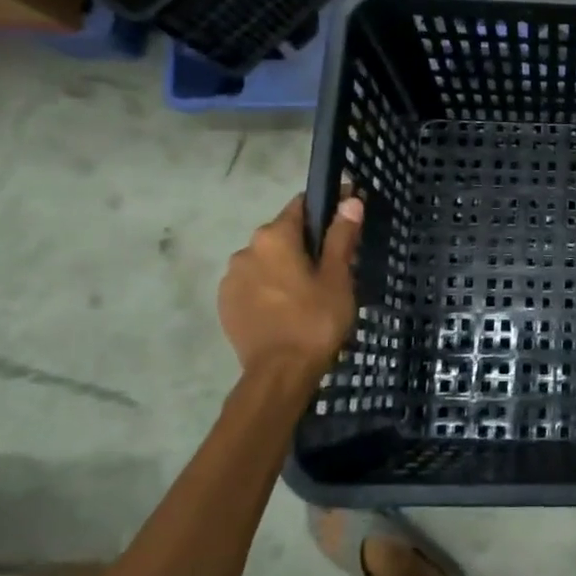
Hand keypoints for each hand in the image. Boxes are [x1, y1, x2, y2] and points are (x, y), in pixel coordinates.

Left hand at [218, 191, 364, 377]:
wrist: (279, 374)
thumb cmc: (315, 320)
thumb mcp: (338, 277)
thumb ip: (341, 236)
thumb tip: (350, 200)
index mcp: (274, 237)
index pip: (302, 205)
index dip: (327, 207)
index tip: (347, 218)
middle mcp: (246, 249)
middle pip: (283, 234)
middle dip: (306, 243)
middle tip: (334, 265)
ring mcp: (231, 278)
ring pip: (266, 260)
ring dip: (285, 266)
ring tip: (310, 291)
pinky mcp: (225, 304)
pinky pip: (253, 284)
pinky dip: (270, 287)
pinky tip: (288, 307)